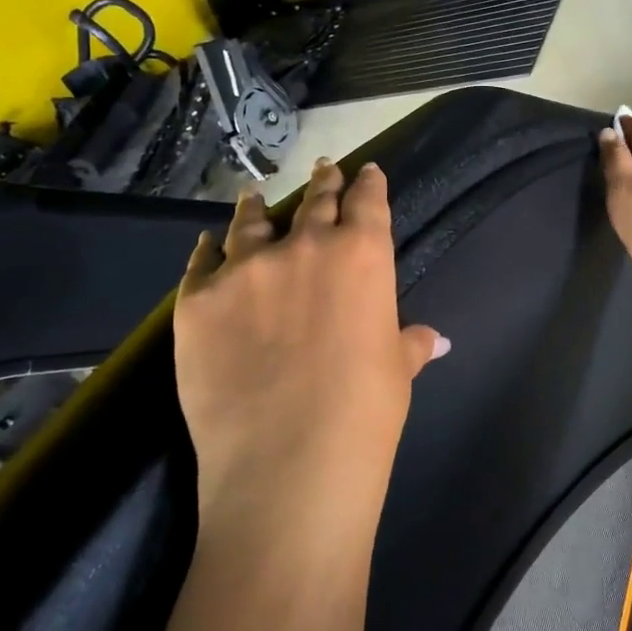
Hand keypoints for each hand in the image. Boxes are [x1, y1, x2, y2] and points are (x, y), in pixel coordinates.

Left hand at [172, 159, 446, 520]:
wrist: (288, 462)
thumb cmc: (364, 414)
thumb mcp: (396, 372)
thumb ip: (408, 343)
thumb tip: (434, 339)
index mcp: (362, 256)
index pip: (368, 203)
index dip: (369, 184)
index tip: (367, 172)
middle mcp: (304, 247)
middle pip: (314, 202)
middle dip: (323, 184)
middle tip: (323, 169)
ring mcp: (245, 270)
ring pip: (250, 223)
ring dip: (256, 207)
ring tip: (254, 196)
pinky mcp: (197, 301)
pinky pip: (201, 263)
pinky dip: (207, 251)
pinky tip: (208, 245)